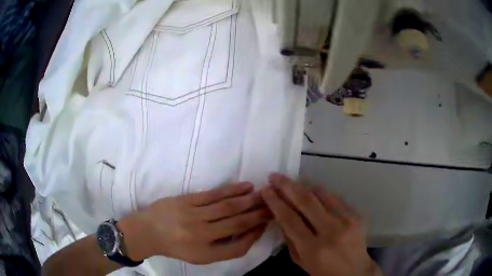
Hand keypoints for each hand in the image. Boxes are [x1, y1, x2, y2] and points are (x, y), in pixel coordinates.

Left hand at [125, 182, 271, 263]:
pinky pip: (214, 195)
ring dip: (249, 200)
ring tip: (265, 194)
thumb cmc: (176, 247)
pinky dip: (232, 190)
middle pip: (237, 224)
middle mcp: (202, 235)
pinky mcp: (187, 200)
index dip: (256, 235)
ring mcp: (194, 215)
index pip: (239, 246)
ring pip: (228, 207)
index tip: (267, 223)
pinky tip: (246, 186)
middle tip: (275, 205)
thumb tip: (247, 233)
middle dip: (259, 214)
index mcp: (206, 253)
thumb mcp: (200, 256)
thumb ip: (224, 248)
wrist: (148, 231)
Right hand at [261, 174, 380, 275]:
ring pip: (321, 194)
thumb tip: (281, 215)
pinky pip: (334, 197)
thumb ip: (290, 238)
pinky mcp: (356, 214)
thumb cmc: (324, 271)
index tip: (265, 189)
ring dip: (303, 185)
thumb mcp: (301, 261)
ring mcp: (347, 220)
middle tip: (274, 176)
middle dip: (287, 185)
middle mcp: (331, 231)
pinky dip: (320, 193)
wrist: (355, 271)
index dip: (275, 202)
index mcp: (313, 248)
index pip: (290, 219)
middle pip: (305, 201)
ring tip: (290, 181)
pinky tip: (311, 191)